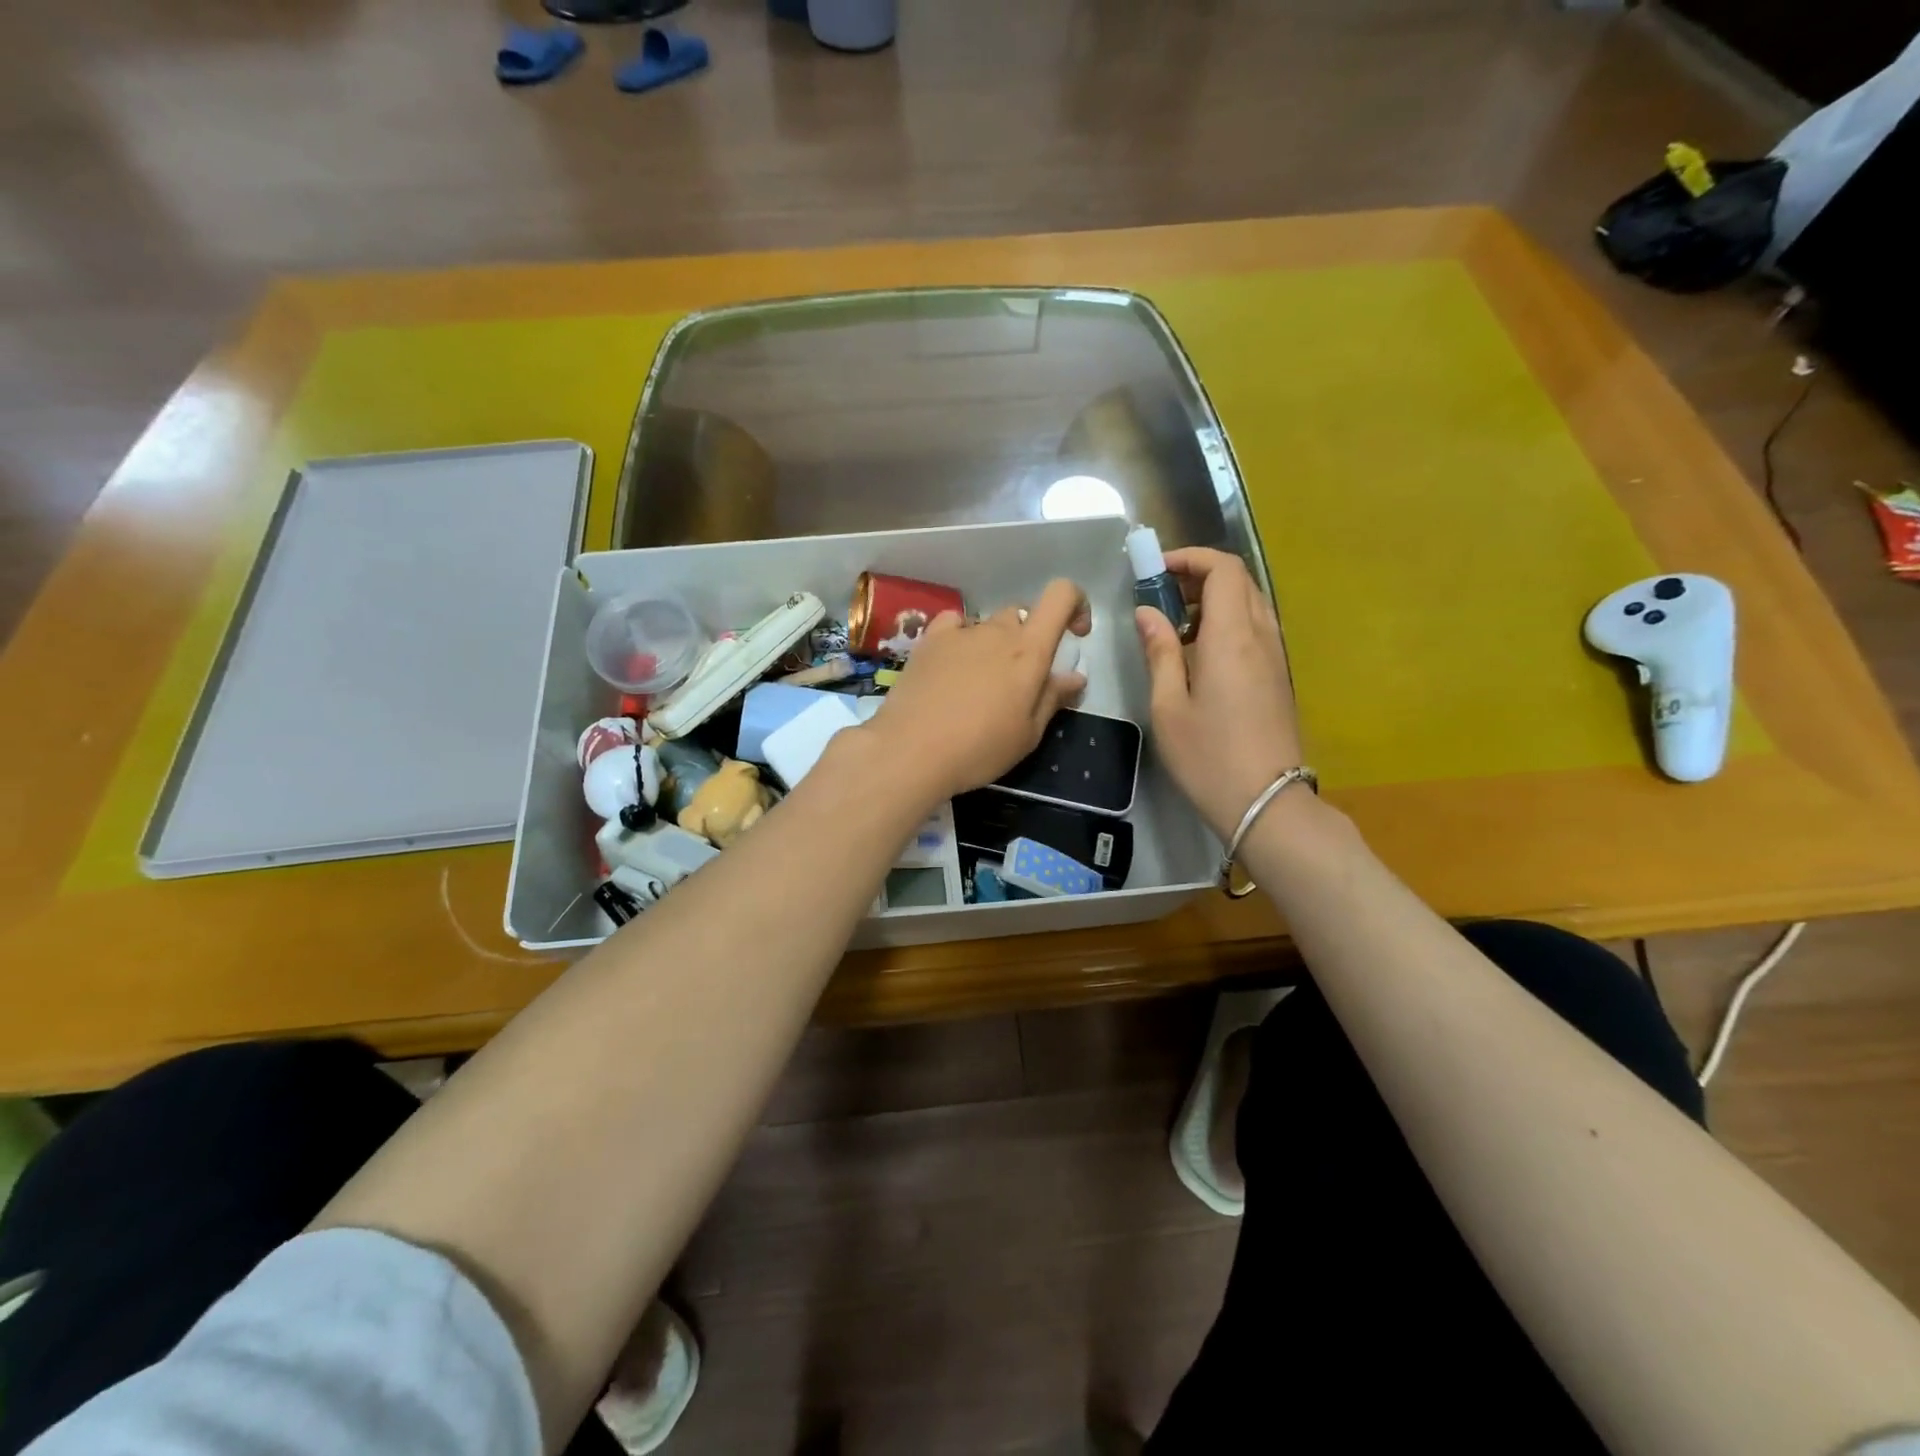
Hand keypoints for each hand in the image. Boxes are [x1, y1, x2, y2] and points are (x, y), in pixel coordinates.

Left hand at [865, 579, 1089, 805]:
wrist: (911, 751)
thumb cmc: (979, 748)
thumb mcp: (1028, 734)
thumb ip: (1053, 698)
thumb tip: (1075, 676)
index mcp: (1029, 650)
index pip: (1061, 595)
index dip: (1075, 604)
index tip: (1074, 635)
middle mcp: (997, 630)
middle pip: (1024, 615)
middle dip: (1031, 639)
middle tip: (1021, 680)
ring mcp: (960, 632)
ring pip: (989, 624)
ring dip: (995, 645)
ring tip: (981, 683)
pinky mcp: (929, 641)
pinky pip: (954, 624)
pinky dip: (962, 636)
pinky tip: (954, 663)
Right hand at [1136, 547, 1303, 840]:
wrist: (1265, 802)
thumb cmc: (1208, 756)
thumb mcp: (1168, 706)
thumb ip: (1160, 652)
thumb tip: (1148, 613)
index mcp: (1232, 637)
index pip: (1223, 569)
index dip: (1190, 558)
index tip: (1155, 570)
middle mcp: (1261, 636)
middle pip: (1239, 580)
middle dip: (1199, 575)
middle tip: (1161, 595)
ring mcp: (1275, 657)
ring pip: (1250, 603)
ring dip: (1214, 599)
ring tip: (1175, 624)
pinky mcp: (1278, 677)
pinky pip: (1255, 629)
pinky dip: (1227, 622)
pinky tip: (1199, 653)